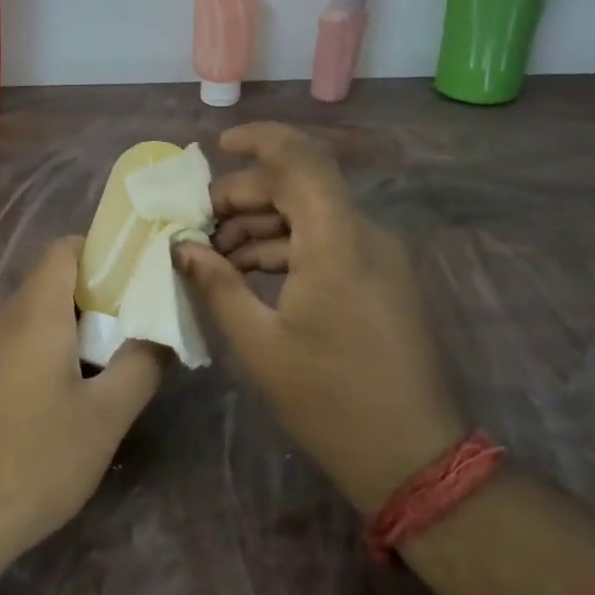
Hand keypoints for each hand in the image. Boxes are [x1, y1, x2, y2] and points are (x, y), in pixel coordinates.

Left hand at [0, 237, 164, 558]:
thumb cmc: (36, 458)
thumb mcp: (105, 416)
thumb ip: (141, 365)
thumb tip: (160, 334)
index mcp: (35, 311)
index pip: (65, 248)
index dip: (105, 251)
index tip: (142, 276)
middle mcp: (5, 318)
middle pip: (55, 280)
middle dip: (101, 294)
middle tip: (142, 323)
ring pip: (40, 314)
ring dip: (80, 326)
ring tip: (119, 358)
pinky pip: (24, 342)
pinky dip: (56, 349)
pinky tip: (78, 391)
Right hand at [176, 123, 464, 515]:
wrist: (411, 455)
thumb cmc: (328, 400)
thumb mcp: (259, 343)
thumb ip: (218, 284)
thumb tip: (183, 247)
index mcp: (337, 244)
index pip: (302, 159)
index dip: (259, 140)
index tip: (217, 146)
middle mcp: (364, 236)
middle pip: (299, 186)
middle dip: (243, 196)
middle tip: (198, 225)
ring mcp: (378, 256)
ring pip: (311, 214)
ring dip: (260, 224)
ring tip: (215, 256)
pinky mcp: (380, 277)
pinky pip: (327, 241)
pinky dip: (286, 246)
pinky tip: (248, 273)